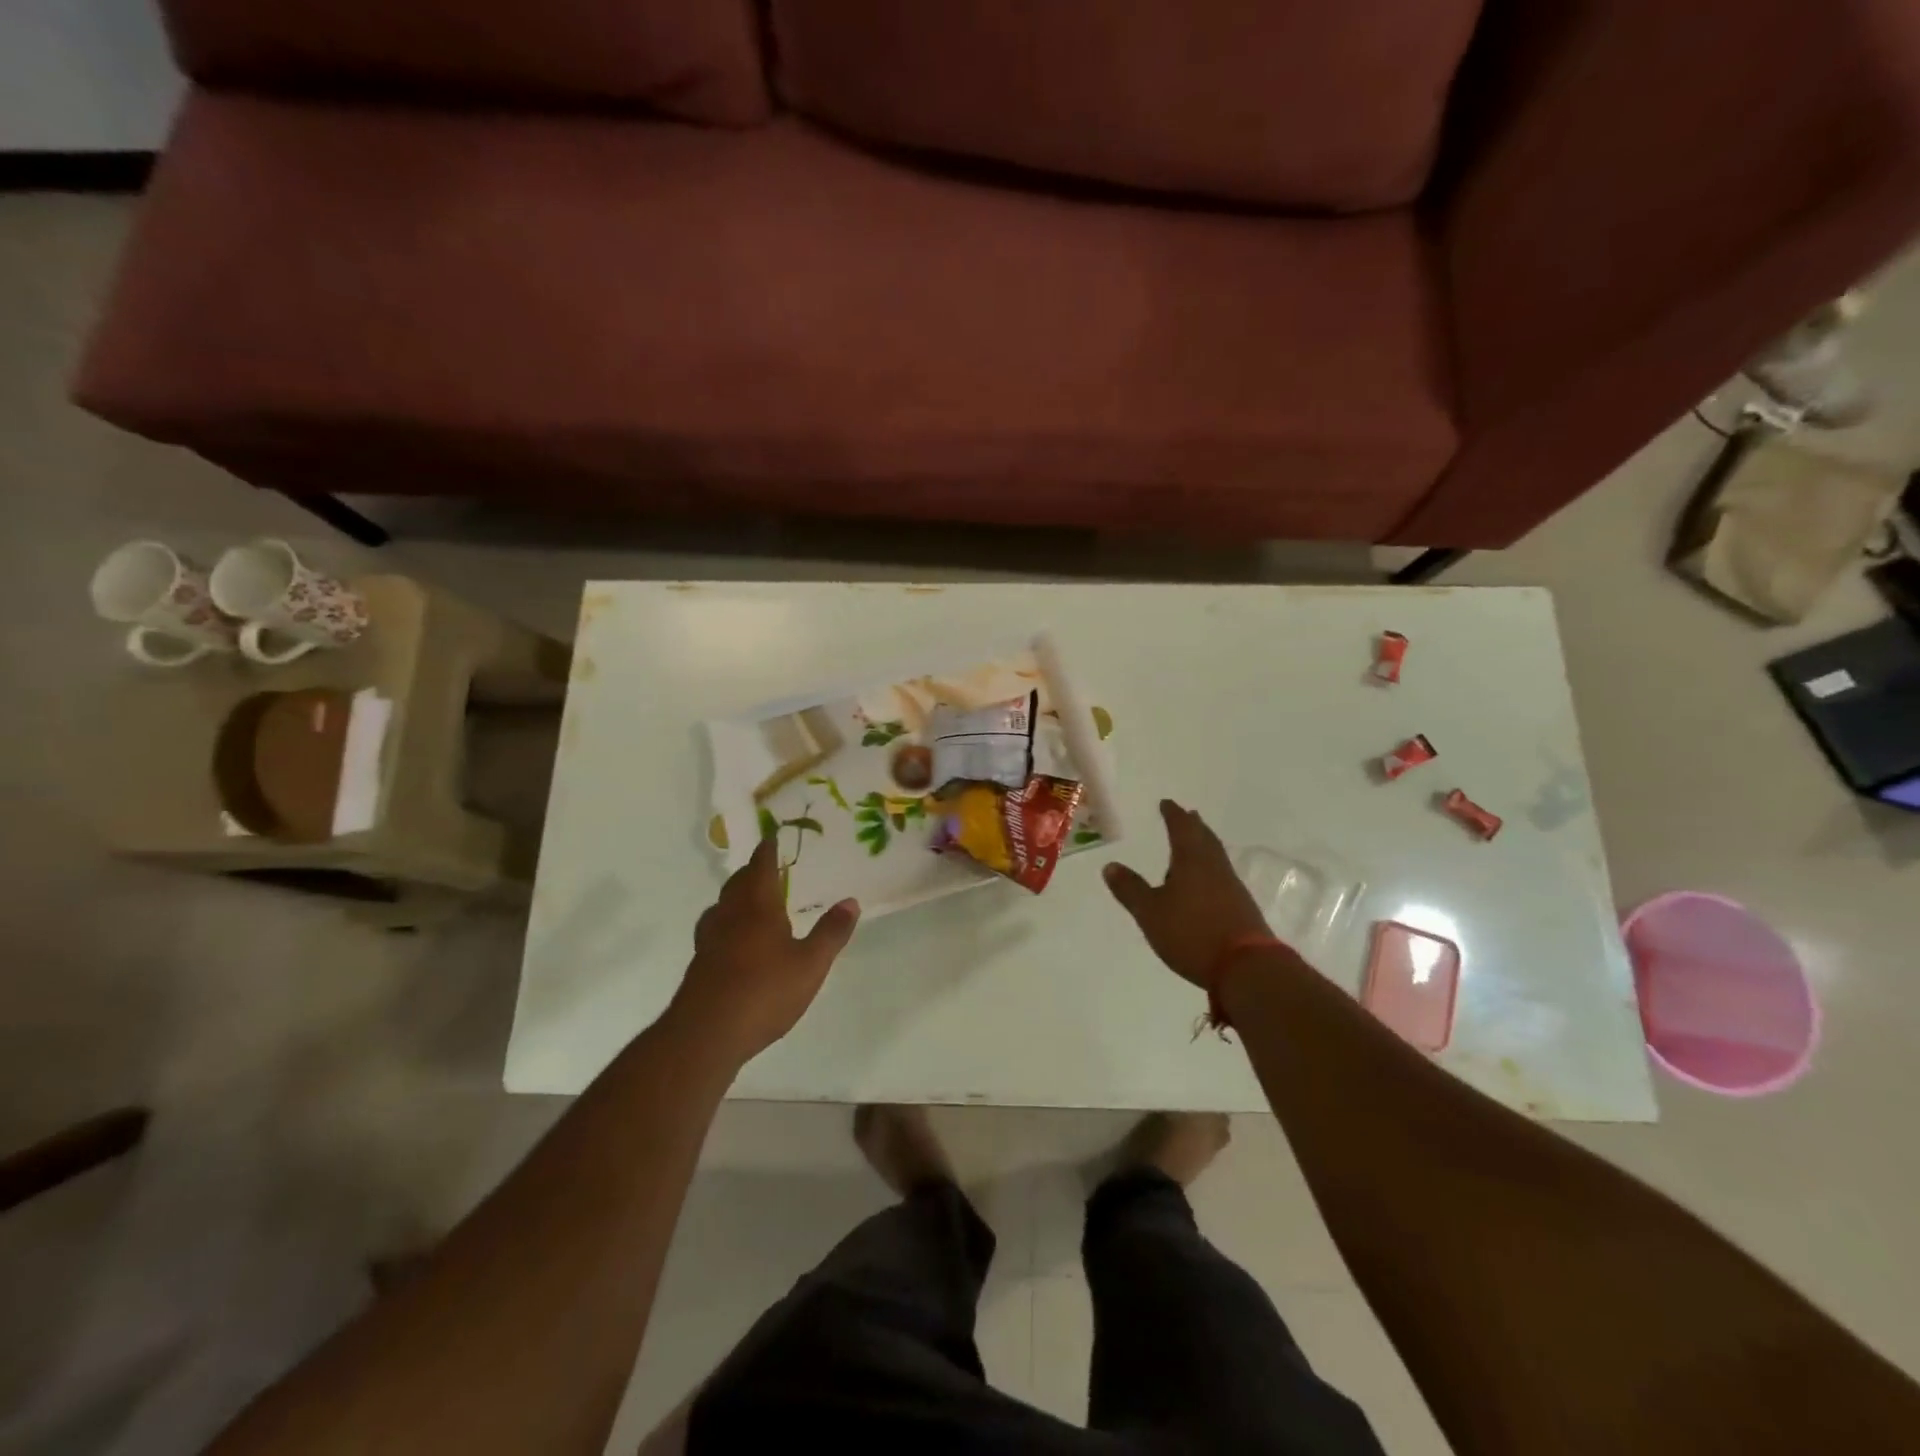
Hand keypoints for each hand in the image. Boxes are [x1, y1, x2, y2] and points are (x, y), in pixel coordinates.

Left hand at [671, 837, 859, 1061]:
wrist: (706, 1034)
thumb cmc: (764, 992)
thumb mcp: (811, 964)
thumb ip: (831, 932)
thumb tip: (851, 900)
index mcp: (758, 907)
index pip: (761, 867)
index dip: (767, 851)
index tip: (772, 837)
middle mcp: (730, 916)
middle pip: (738, 884)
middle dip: (752, 872)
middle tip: (765, 866)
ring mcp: (710, 941)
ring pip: (722, 906)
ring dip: (735, 896)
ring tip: (749, 899)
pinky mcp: (700, 965)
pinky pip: (714, 930)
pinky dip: (726, 923)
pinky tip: (734, 940)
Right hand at [1103, 800, 1275, 988]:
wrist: (1246, 967)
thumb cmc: (1192, 933)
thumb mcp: (1150, 912)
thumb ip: (1130, 889)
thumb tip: (1110, 865)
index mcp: (1191, 861)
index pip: (1181, 829)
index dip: (1173, 815)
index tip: (1167, 803)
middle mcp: (1215, 868)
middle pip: (1204, 838)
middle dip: (1193, 826)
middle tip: (1187, 815)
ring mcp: (1232, 887)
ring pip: (1215, 857)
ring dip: (1204, 846)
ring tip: (1194, 845)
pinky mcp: (1241, 907)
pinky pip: (1222, 876)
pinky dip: (1210, 869)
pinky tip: (1205, 883)